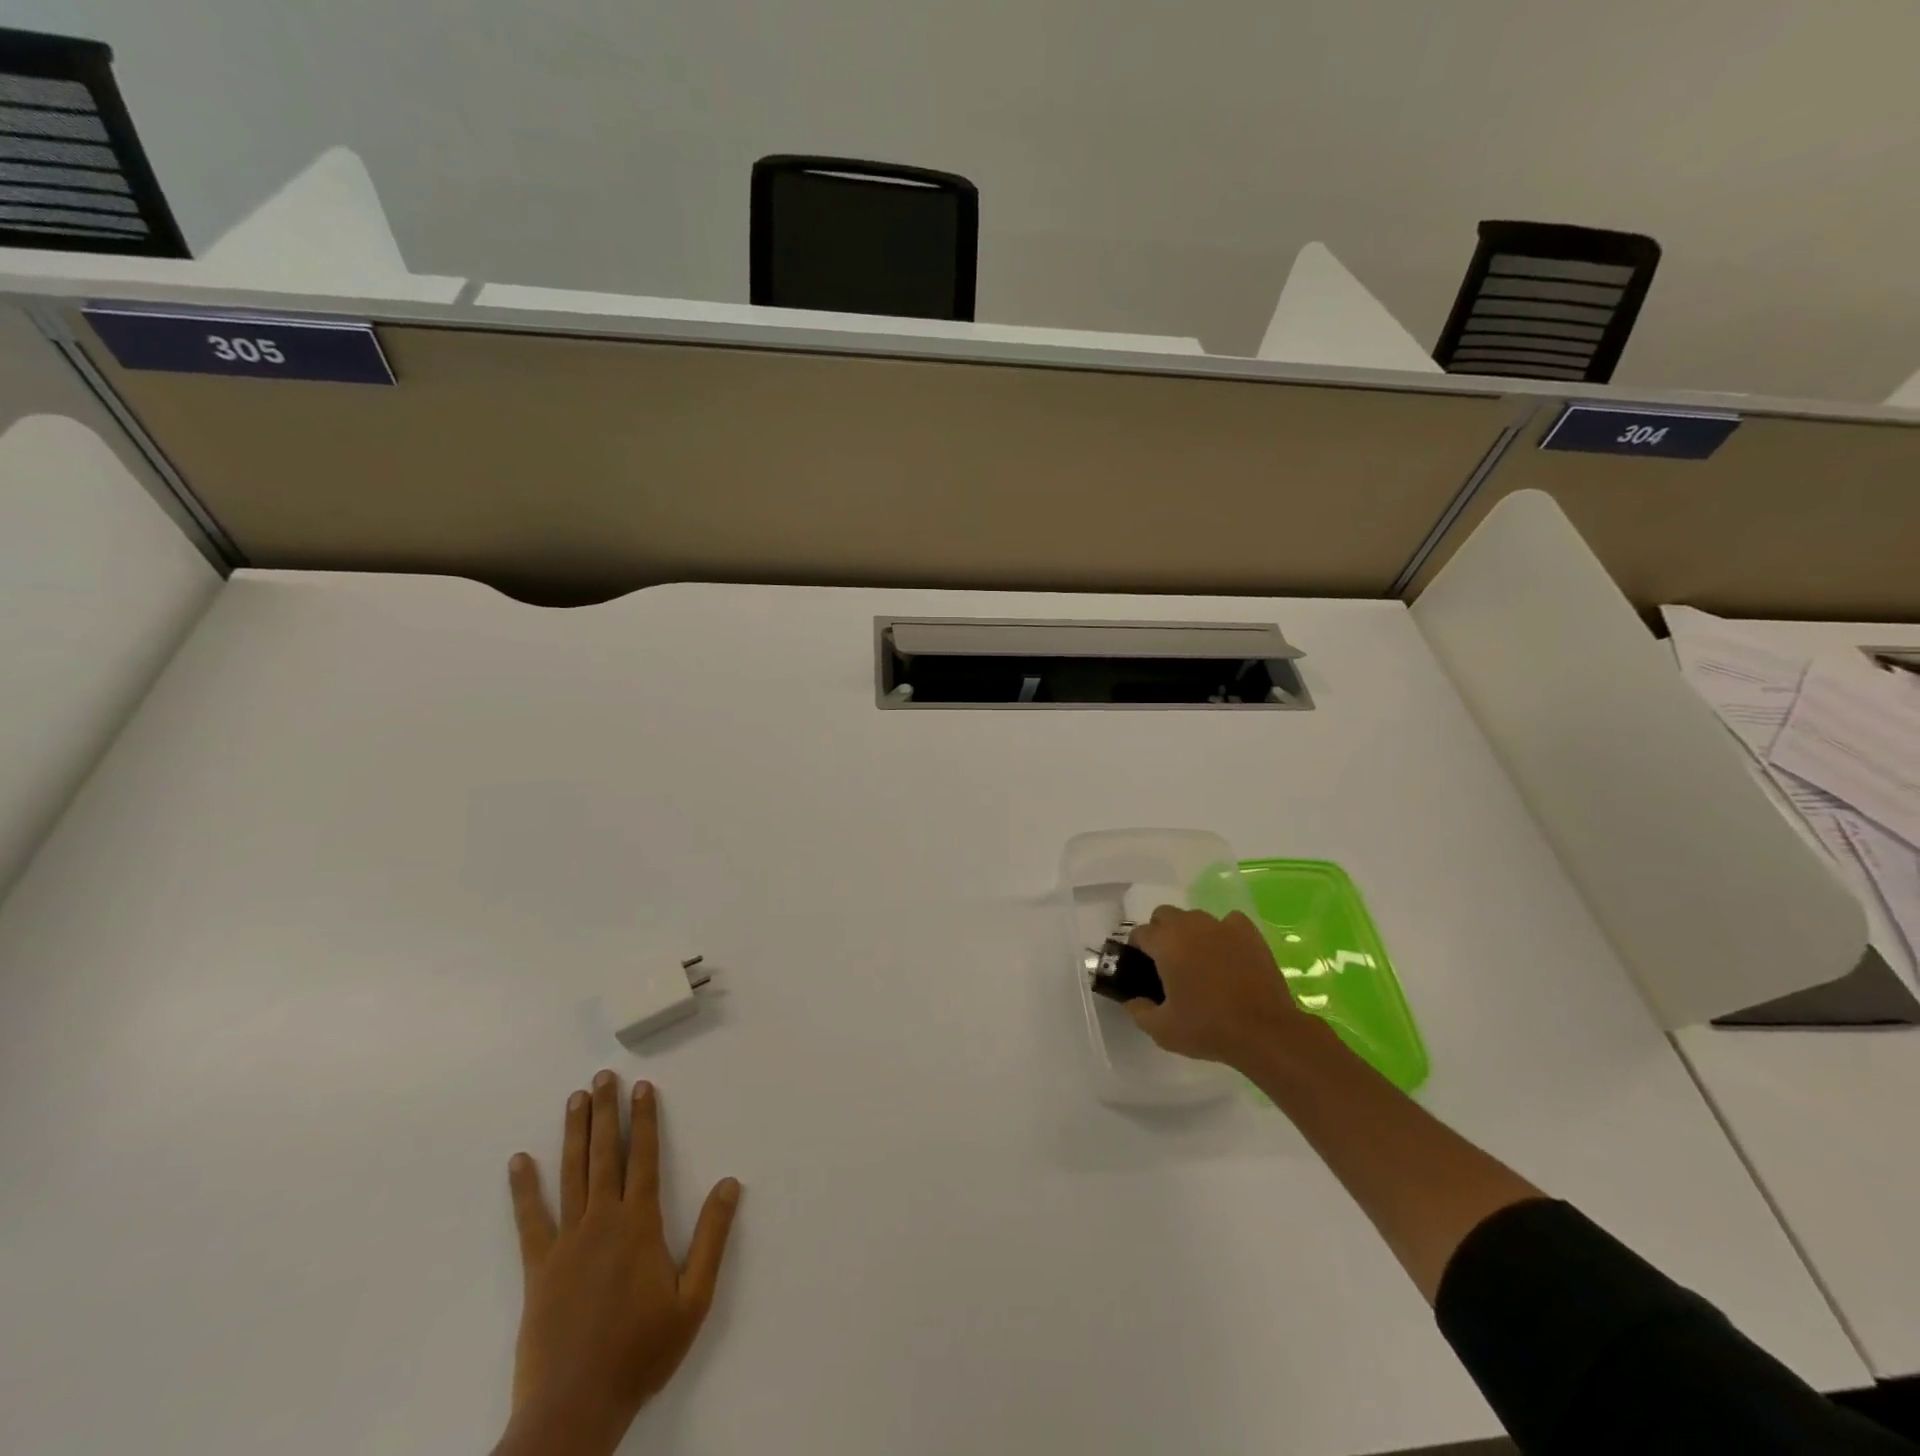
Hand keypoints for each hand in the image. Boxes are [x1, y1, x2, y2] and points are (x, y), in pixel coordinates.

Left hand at [495, 1072, 740, 1455]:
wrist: (574, 1408)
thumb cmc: (641, 1352)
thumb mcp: (693, 1299)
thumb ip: (712, 1237)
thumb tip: (729, 1183)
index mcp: (640, 1225)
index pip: (644, 1157)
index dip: (643, 1119)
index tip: (641, 1087)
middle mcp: (602, 1221)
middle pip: (605, 1155)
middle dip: (605, 1112)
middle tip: (602, 1077)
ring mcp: (566, 1243)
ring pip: (571, 1174)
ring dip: (573, 1134)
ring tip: (574, 1100)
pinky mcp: (538, 1269)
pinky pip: (530, 1220)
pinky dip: (524, 1188)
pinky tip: (518, 1161)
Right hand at [1125, 906, 1317, 1068]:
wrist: (1264, 1032)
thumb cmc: (1208, 1028)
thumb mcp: (1162, 1030)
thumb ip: (1139, 1011)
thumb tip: (1132, 1000)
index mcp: (1166, 943)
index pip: (1140, 933)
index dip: (1137, 950)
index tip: (1143, 969)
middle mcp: (1190, 925)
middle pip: (1164, 915)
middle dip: (1161, 933)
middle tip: (1168, 963)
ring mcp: (1222, 926)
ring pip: (1195, 918)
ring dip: (1190, 932)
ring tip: (1199, 960)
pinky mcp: (1249, 933)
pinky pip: (1228, 922)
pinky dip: (1223, 933)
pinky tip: (1228, 954)